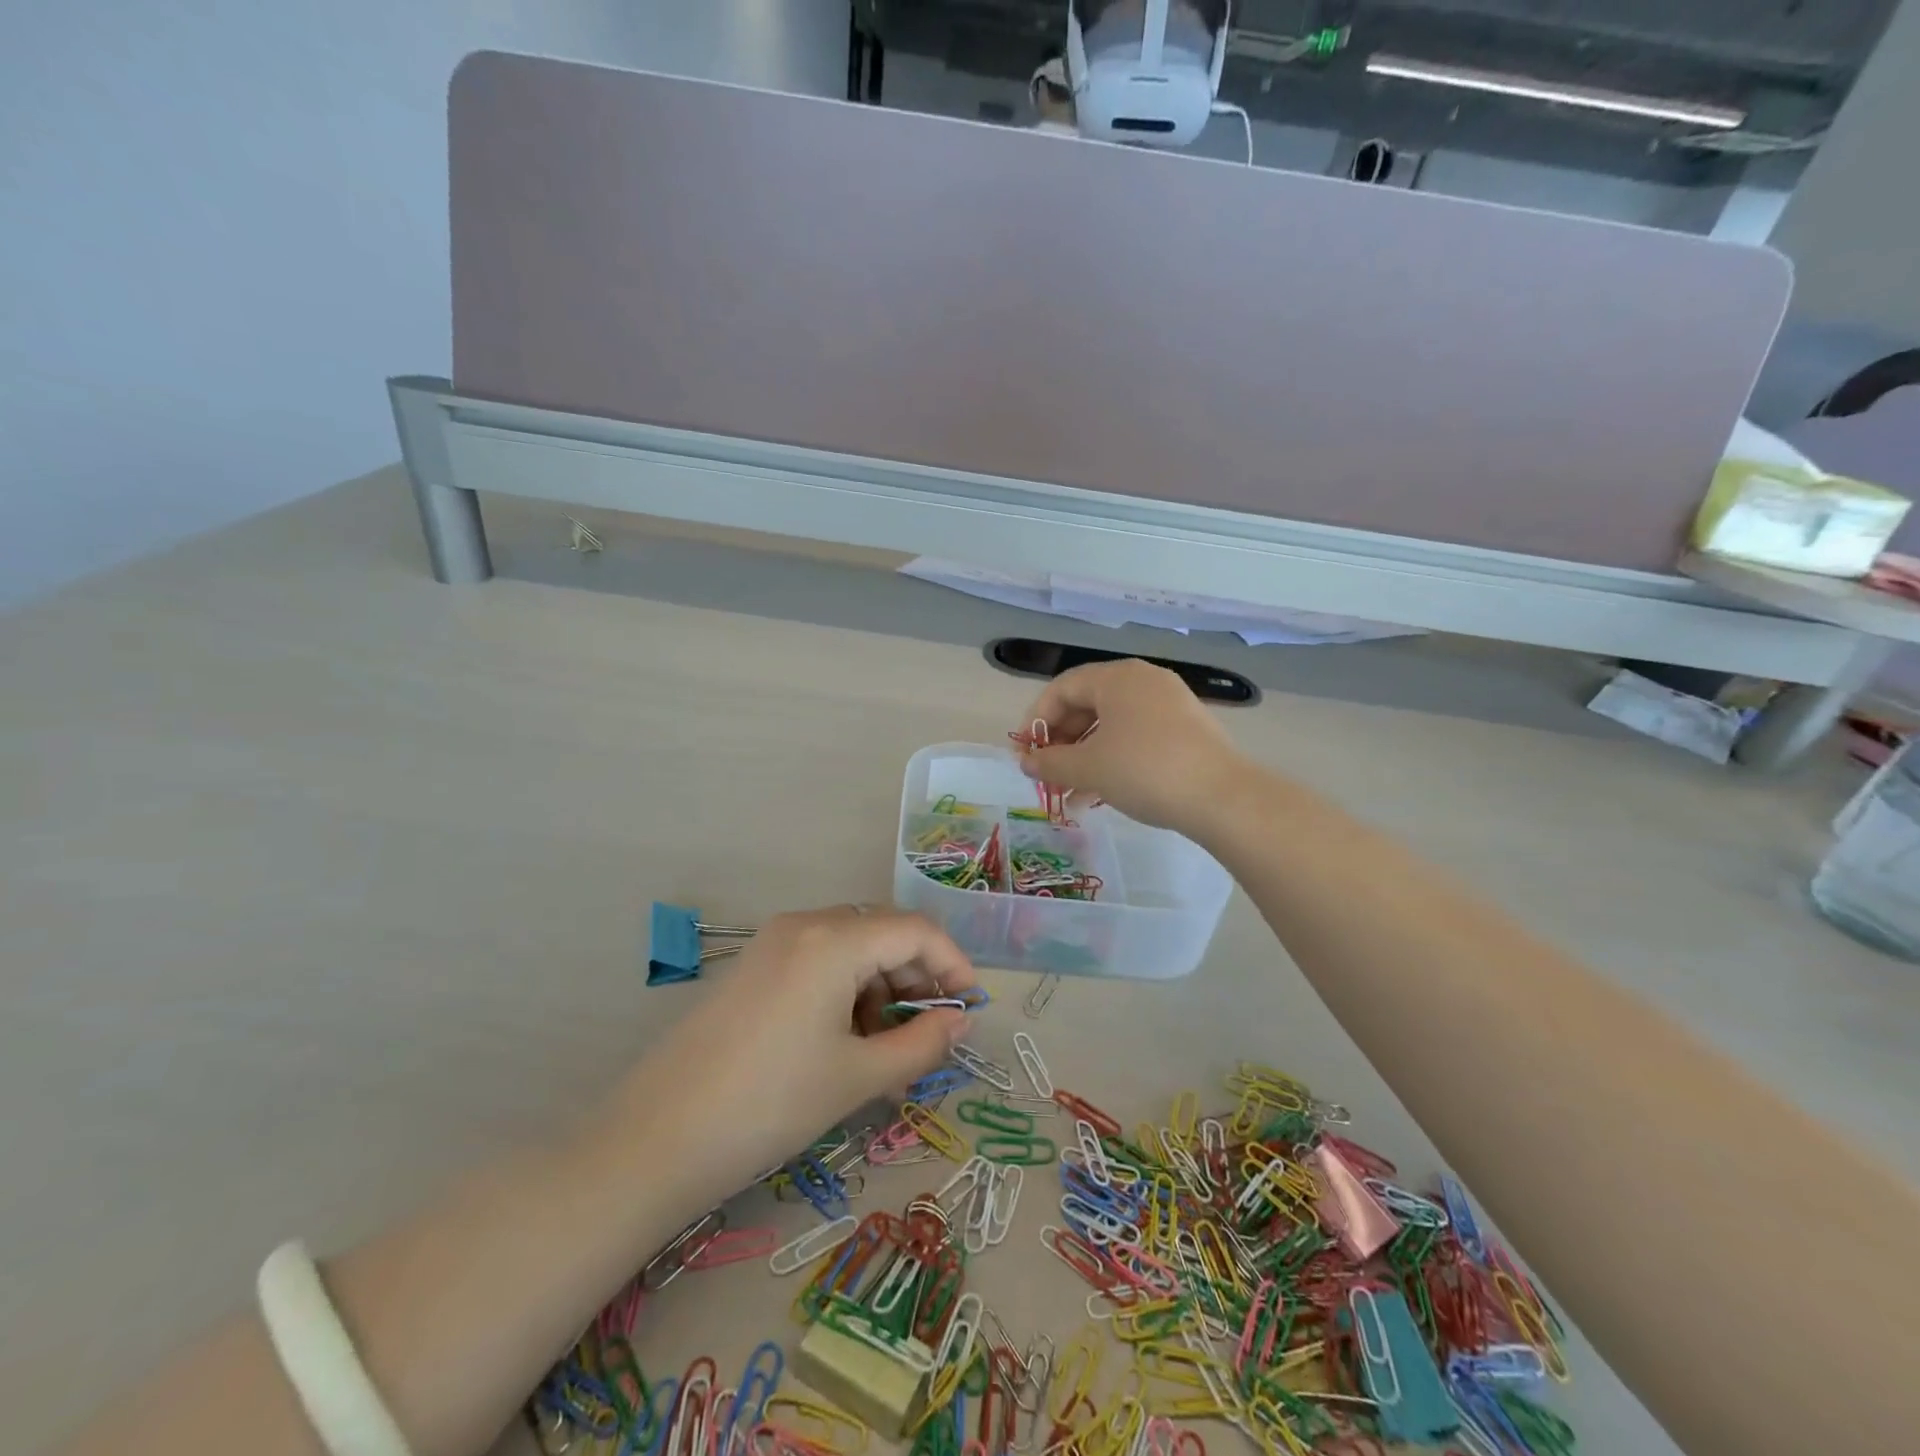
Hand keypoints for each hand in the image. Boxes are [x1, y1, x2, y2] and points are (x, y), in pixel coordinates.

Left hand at [605, 908, 977, 1201]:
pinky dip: (847, 988)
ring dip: (882, 985)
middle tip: (931, 1033)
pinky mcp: (754, 965)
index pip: (916, 930)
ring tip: (886, 1047)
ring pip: (852, 946)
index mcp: (834, 940)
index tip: (970, 1009)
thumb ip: (921, 1044)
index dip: (953, 963)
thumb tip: (960, 1023)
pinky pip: (819, 959)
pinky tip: (844, 1038)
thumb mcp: (858, 1076)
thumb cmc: (771, 1104)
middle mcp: (804, 925)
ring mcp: (773, 941)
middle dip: (918, 976)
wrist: (656, 1138)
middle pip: (883, 932)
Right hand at [1015, 659, 1244, 835]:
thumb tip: (1026, 761)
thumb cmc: (1144, 770)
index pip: (1062, 689)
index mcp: (1116, 677)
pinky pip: (1134, 736)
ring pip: (1110, 725)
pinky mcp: (1185, 728)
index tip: (1025, 753)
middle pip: (1086, 704)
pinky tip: (1099, 793)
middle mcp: (1142, 680)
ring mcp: (1168, 703)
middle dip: (1060, 742)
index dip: (1036, 720)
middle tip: (1045, 773)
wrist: (1222, 797)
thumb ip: (1050, 762)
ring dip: (1083, 756)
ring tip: (1067, 792)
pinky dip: (1111, 758)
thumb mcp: (1088, 768)